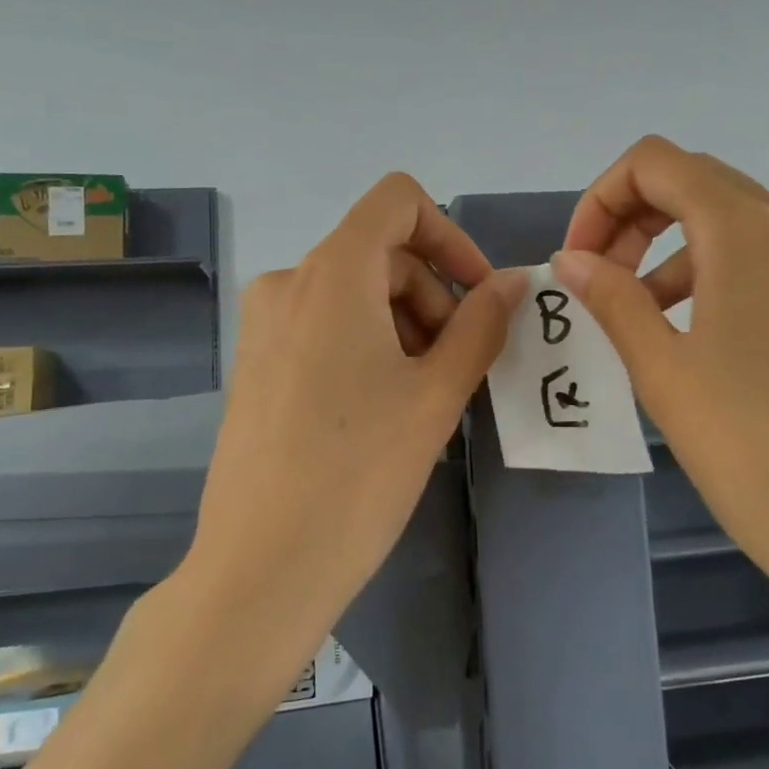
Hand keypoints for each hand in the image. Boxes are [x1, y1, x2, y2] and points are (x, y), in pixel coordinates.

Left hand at [182, 173, 525, 669]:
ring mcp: (263, 324)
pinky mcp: (255, 363)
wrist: (260, 567)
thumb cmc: (359, 473)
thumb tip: (513, 281)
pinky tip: (381, 410)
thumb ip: (482, 324)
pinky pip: (324, 325)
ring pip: (354, 292)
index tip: (478, 296)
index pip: (397, 201)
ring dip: (404, 325)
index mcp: (331, 272)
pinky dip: (366, 344)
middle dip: (433, 297)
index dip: (450, 236)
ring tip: (422, 399)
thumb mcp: (436, 395)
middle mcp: (288, 282)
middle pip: (381, 254)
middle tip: (457, 368)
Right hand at [553, 137, 768, 623]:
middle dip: (631, 217)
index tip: (579, 260)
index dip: (602, 199)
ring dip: (668, 246)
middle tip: (598, 278)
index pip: (656, 162)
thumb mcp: (663, 369)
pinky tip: (692, 331)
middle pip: (694, 181)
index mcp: (746, 231)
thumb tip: (571, 259)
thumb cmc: (750, 447)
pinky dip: (711, 270)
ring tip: (634, 311)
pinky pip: (763, 257)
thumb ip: (611, 298)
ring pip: (729, 219)